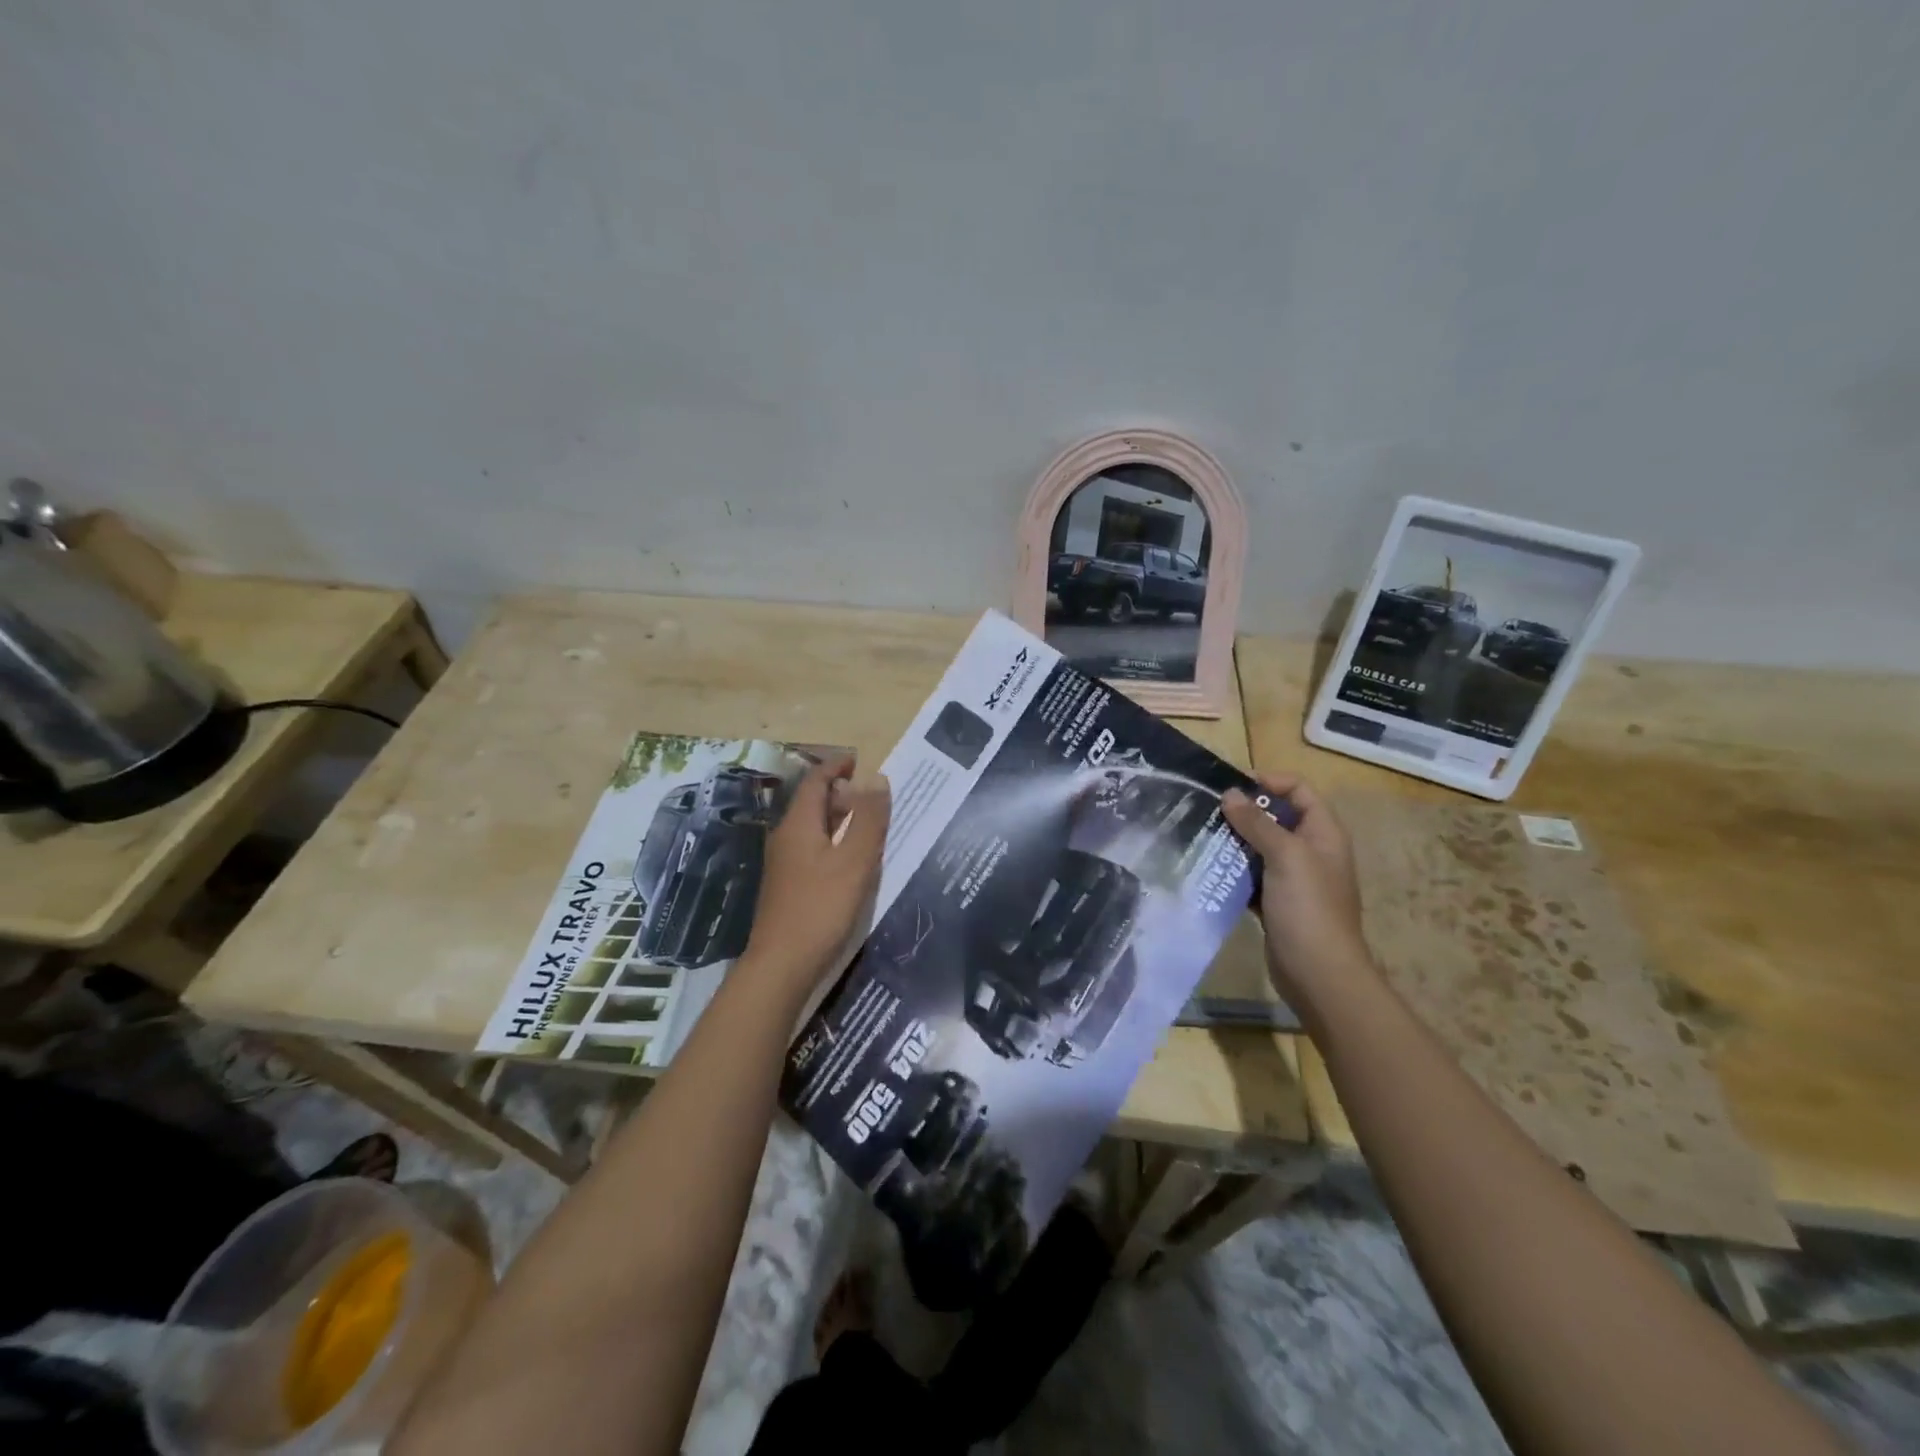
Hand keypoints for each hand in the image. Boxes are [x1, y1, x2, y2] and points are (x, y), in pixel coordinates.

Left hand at [744, 757, 890, 993]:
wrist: (781, 965)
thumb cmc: (820, 908)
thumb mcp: (854, 861)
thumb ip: (868, 819)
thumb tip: (876, 778)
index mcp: (798, 824)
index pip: (815, 781)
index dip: (836, 767)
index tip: (860, 761)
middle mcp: (785, 837)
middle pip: (812, 803)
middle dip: (842, 794)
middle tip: (874, 798)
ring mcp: (783, 864)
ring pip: (813, 828)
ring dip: (839, 820)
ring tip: (869, 827)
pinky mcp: (787, 886)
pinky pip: (812, 849)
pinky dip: (833, 842)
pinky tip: (852, 862)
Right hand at [1221, 773, 1371, 1001]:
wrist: (1319, 974)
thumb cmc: (1308, 908)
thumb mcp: (1285, 856)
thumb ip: (1257, 823)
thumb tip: (1230, 794)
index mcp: (1323, 833)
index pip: (1299, 790)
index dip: (1269, 782)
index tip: (1232, 788)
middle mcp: (1310, 851)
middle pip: (1276, 818)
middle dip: (1243, 813)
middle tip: (1208, 813)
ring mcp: (1293, 879)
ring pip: (1260, 848)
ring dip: (1233, 842)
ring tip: (1201, 837)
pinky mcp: (1276, 903)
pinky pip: (1251, 876)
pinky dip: (1232, 871)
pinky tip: (1208, 869)